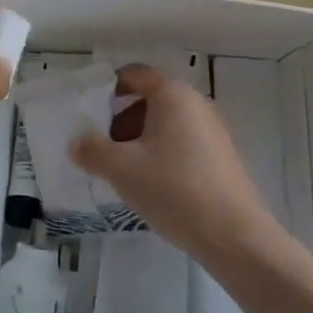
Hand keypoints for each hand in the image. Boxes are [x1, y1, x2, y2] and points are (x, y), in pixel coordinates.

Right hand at [71, 65, 281, 264]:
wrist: (235, 237)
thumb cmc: (173, 189)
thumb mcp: (121, 168)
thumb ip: (91, 150)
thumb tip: (76, 143)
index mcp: (172, 94)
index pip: (133, 75)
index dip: (106, 90)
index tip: (88, 116)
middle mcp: (196, 104)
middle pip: (148, 100)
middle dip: (120, 121)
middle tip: (102, 148)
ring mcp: (212, 131)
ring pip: (165, 125)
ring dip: (139, 141)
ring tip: (123, 172)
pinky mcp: (221, 158)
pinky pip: (181, 144)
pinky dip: (161, 155)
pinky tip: (151, 186)